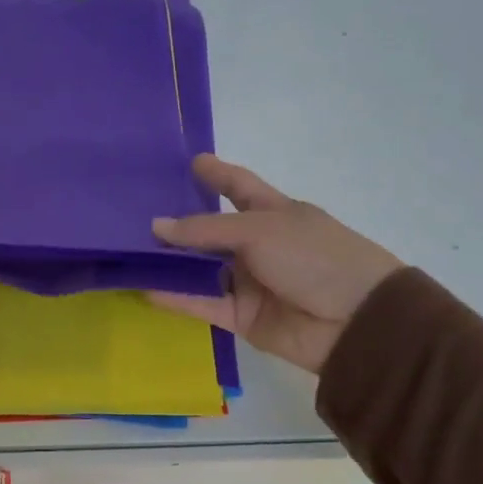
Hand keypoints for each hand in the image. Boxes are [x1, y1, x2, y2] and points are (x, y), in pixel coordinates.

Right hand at [150, 155, 401, 374]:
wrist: (355, 322)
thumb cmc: (314, 258)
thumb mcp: (260, 230)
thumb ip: (205, 229)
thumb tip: (156, 226)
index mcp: (274, 213)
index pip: (238, 186)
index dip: (216, 173)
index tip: (188, 161)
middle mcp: (258, 245)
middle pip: (209, 231)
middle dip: (177, 223)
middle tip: (133, 211)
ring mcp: (248, 282)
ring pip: (200, 269)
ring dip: (169, 261)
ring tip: (127, 249)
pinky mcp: (240, 316)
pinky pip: (201, 303)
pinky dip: (175, 297)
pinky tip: (143, 287)